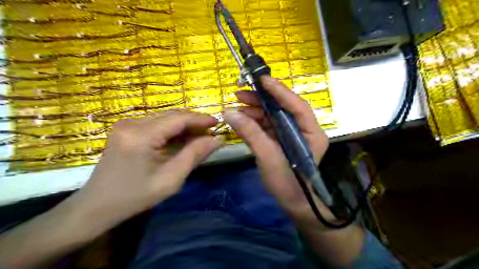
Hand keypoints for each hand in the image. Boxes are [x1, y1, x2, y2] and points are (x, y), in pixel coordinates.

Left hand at [69, 111, 223, 231]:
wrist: (96, 206)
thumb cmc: (135, 197)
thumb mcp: (171, 179)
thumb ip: (195, 155)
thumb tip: (217, 139)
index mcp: (141, 136)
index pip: (178, 118)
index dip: (200, 119)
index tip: (218, 123)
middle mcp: (132, 123)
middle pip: (172, 115)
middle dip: (194, 122)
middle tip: (211, 133)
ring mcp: (127, 125)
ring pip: (165, 118)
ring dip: (184, 126)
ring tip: (200, 137)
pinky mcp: (126, 129)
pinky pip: (156, 124)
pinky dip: (172, 131)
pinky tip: (182, 140)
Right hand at [224, 76, 328, 225]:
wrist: (293, 203)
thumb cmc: (287, 183)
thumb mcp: (268, 158)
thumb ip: (251, 134)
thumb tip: (229, 112)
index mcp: (311, 132)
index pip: (297, 105)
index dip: (280, 91)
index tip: (262, 80)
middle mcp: (303, 129)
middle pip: (283, 108)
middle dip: (262, 100)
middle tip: (240, 94)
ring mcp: (292, 134)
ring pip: (273, 116)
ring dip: (255, 110)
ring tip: (237, 107)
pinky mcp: (281, 140)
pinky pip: (268, 126)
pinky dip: (254, 122)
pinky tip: (242, 119)